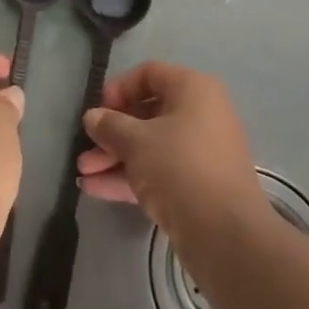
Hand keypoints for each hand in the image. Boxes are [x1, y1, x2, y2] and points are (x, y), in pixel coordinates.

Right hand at [77, 61, 268, 248]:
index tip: (97, 110)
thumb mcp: (136, 141)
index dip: (118, 88)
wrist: (225, 234)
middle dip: (111, 132)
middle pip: (147, 114)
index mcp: (193, 90)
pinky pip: (159, 171)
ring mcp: (201, 152)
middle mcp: (201, 114)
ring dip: (115, 157)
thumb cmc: (179, 167)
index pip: (149, 74)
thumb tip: (93, 117)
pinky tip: (95, 188)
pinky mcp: (198, 186)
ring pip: (150, 146)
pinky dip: (130, 176)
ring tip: (83, 173)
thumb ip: (110, 125)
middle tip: (85, 148)